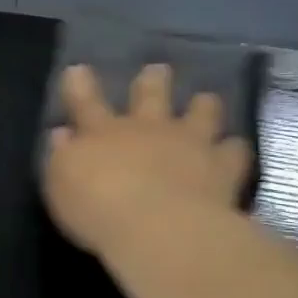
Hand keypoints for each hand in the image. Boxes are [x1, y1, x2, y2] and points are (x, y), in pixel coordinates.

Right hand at [44, 63, 251, 255]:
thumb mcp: (61, 184)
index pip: (86, 101)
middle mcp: (148, 129)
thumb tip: (61, 135)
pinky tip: (235, 150)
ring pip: (201, 112)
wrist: (160, 228)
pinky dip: (234, 149)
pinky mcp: (223, 167)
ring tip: (207, 101)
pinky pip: (235, 151)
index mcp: (103, 132)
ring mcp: (189, 143)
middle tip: (158, 71)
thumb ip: (62, 157)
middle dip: (153, 82)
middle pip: (151, 95)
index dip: (80, 85)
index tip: (79, 70)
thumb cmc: (98, 208)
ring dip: (203, 106)